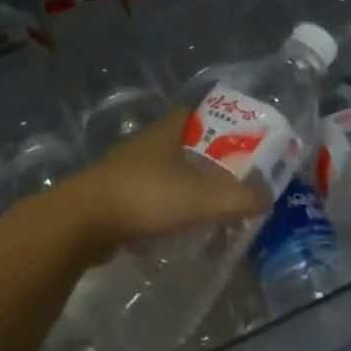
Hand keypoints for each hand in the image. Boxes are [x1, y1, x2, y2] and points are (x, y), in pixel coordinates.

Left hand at [65, 109, 266, 251]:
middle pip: (178, 147)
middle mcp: (143, 147)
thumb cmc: (144, 197)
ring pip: (160, 176)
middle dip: (201, 161)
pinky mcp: (109, 202)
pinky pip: (143, 203)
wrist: (83, 223)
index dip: (213, 122)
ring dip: (179, 190)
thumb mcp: (199, 198)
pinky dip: (159, 215)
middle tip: (227, 181)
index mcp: (164, 134)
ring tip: (204, 212)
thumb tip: (267, 196)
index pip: (190, 114)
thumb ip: (237, 198)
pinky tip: (171, 235)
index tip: (234, 138)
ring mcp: (122, 174)